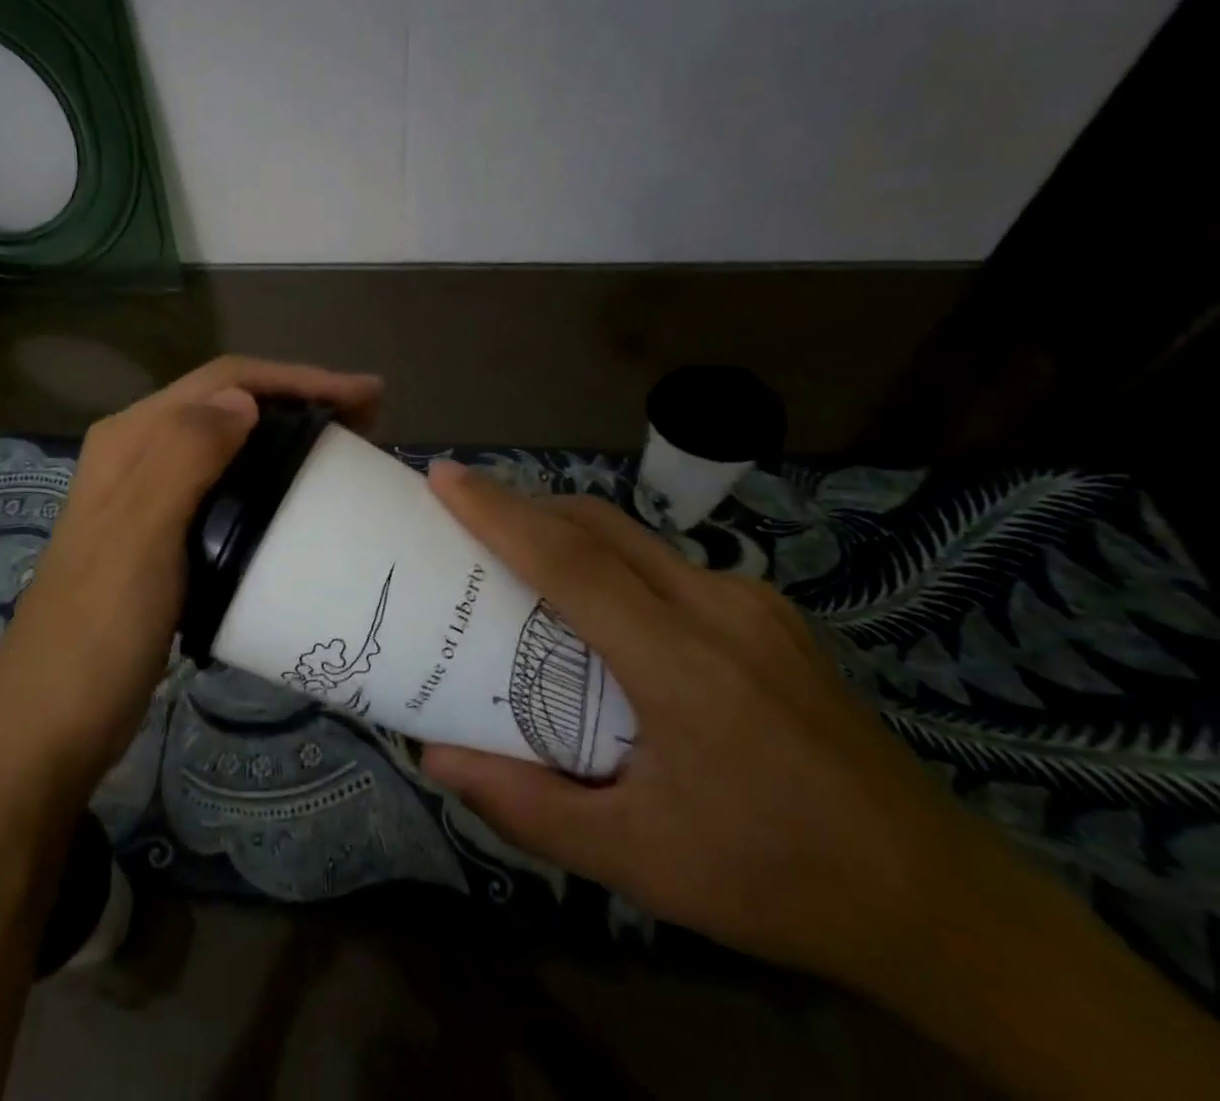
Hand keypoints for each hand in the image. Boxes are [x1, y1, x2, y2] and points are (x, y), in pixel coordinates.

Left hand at [0, 356, 381, 794]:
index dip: (296, 378)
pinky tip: (295, 502)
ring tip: (343, 453)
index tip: (365, 396)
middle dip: (297, 401)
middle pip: (226, 406)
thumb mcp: (139, 538)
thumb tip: (243, 399)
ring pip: (226, 446)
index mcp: (130, 440)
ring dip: (283, 438)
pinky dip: (266, 482)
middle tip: (366, 422)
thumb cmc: (97, 631)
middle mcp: (136, 456)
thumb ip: (183, 457)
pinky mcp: (161, 540)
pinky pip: (223, 490)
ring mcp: (146, 500)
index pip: (222, 382)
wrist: (49, 725)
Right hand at [418, 463, 999, 989]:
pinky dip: (608, 558)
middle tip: (459, 509)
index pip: (572, 561)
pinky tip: (594, 603)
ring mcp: (752, 604)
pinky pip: (666, 563)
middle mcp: (720, 611)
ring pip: (634, 538)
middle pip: (599, 527)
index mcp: (685, 667)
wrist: (941, 900)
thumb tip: (434, 759)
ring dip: (565, 530)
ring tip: (513, 554)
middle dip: (521, 504)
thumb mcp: (639, 861)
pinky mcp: (769, 612)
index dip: (499, 513)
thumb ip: (528, 807)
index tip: (442, 477)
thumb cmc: (776, 879)